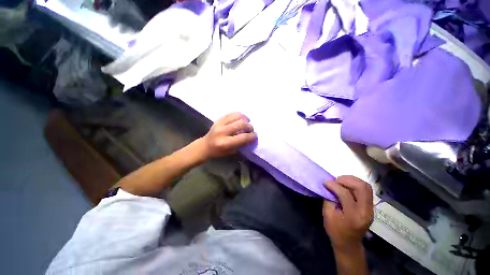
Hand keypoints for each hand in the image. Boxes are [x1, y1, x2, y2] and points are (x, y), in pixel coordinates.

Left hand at [199, 112, 256, 158]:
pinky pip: (232, 113)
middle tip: (251, 130)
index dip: (252, 136)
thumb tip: (251, 137)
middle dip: (250, 127)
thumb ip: (241, 144)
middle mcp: (222, 132)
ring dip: (246, 119)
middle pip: (241, 124)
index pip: (243, 137)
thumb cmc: (218, 152)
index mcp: (224, 143)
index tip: (255, 136)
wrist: (205, 145)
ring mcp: (219, 123)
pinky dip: (240, 115)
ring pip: (238, 116)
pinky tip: (242, 119)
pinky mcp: (219, 119)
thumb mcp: (231, 152)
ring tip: (247, 123)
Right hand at [323, 176, 373, 252]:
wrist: (349, 244)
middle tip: (335, 180)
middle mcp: (365, 211)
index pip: (345, 194)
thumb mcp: (327, 215)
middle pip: (361, 188)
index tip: (325, 183)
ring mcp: (371, 209)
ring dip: (352, 180)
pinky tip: (347, 185)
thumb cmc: (335, 230)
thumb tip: (329, 186)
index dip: (333, 185)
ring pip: (366, 187)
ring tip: (341, 180)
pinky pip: (366, 191)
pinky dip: (356, 184)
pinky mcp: (371, 208)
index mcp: (353, 216)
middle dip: (346, 180)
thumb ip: (328, 198)